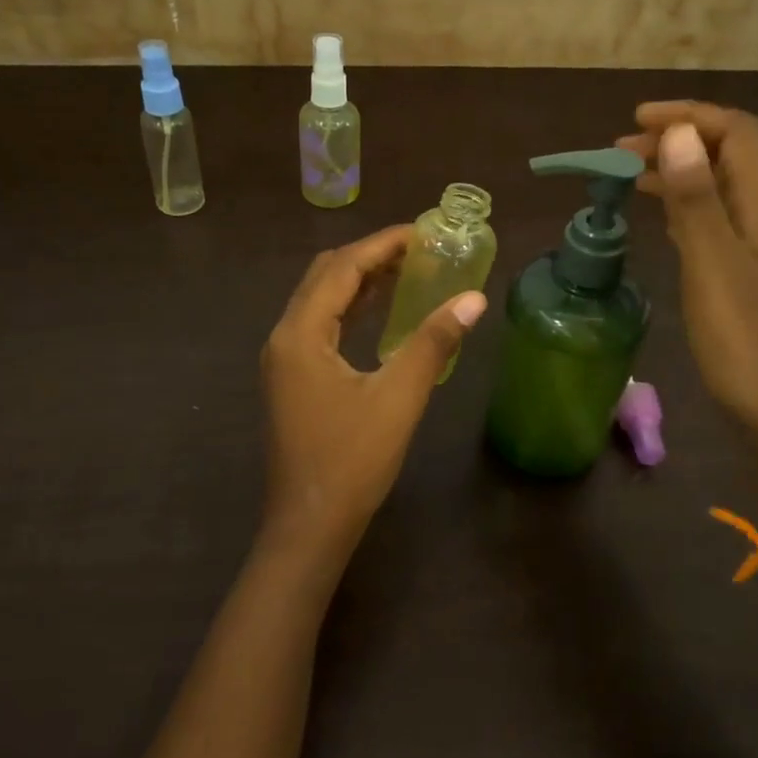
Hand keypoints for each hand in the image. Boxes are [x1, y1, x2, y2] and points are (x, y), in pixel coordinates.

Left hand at [260, 227, 486, 561]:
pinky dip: (350, 310)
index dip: (382, 244)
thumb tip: (473, 299)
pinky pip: (320, 327)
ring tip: (407, 272)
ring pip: (320, 301)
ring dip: (359, 282)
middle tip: (417, 250)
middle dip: (369, 256)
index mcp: (300, 334)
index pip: (342, 268)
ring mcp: (284, 360)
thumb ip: (433, 342)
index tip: (422, 231)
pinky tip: (380, 313)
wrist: (310, 525)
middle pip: (324, 277)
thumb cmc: (352, 461)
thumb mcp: (398, 397)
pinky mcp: (292, 380)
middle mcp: (284, 337)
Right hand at [619, 101, 757, 520]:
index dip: (689, 116)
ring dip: (679, 175)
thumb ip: (697, 200)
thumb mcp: (717, 269)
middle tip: (617, 154)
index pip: (738, 134)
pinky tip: (663, 226)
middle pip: (731, 158)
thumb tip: (678, 133)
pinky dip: (685, 211)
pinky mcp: (752, 286)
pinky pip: (717, 227)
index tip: (634, 121)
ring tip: (627, 182)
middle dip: (678, 141)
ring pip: (722, 193)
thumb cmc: (754, 349)